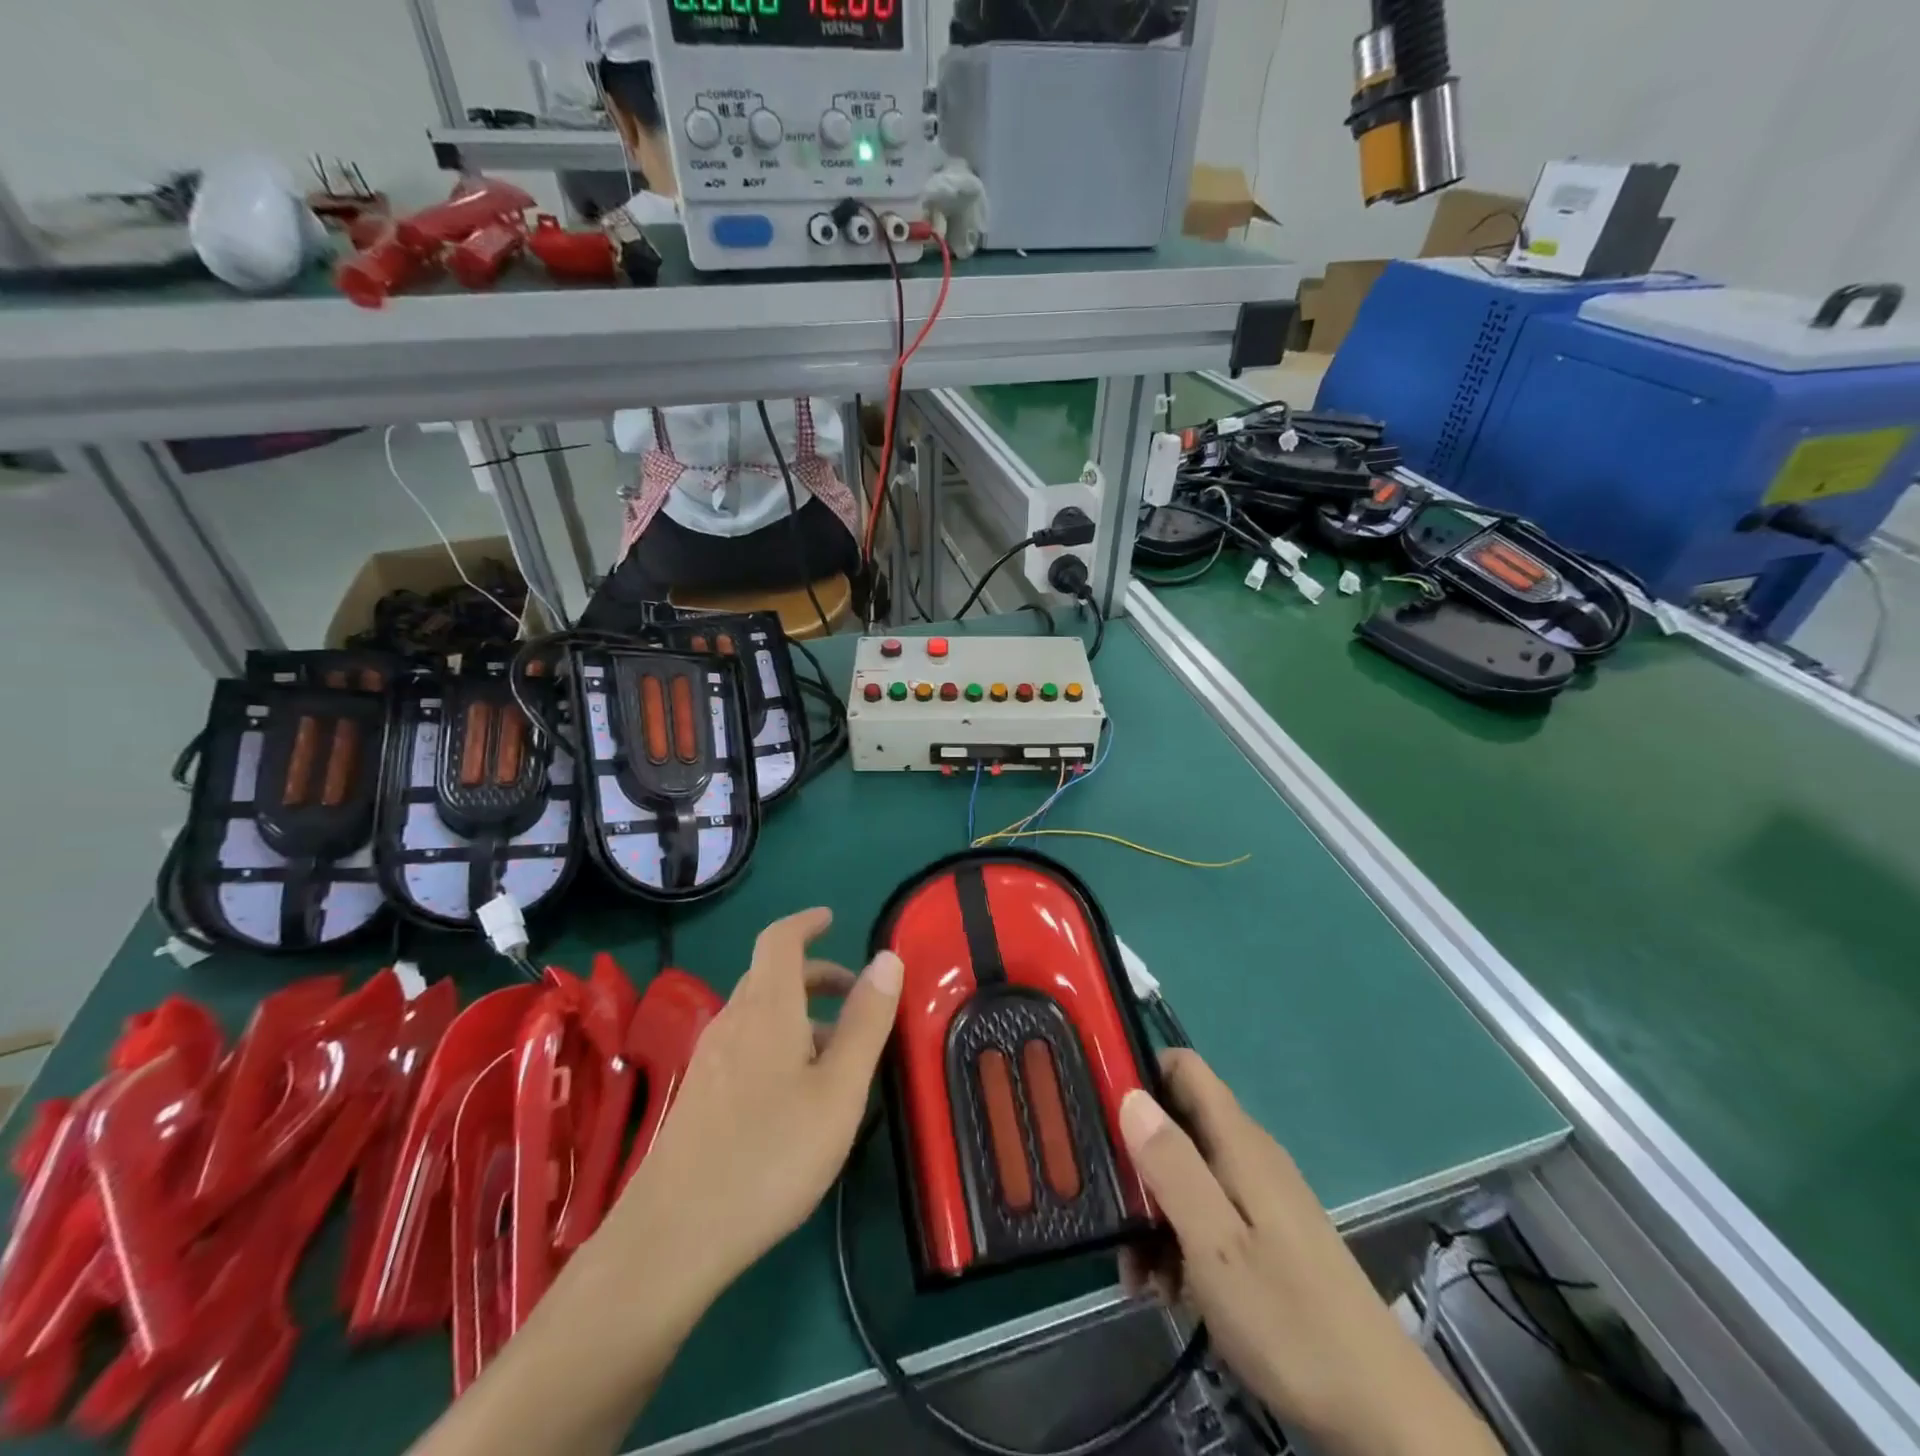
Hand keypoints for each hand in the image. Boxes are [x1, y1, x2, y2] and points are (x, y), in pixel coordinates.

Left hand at [598, 908, 903, 1311]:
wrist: (672, 1237)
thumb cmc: (770, 1156)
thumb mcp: (839, 1090)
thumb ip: (866, 1021)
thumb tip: (887, 958)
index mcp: (766, 1009)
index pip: (779, 939)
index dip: (805, 922)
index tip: (832, 919)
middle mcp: (732, 1022)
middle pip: (770, 975)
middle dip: (815, 973)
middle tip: (856, 994)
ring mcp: (709, 1059)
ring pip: (759, 1012)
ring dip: (799, 1012)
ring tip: (838, 1052)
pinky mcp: (698, 1095)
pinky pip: (745, 1043)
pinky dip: (778, 1040)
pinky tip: (796, 1092)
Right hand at [1118, 1050, 1497, 1455]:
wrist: (1380, 1412)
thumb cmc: (1289, 1319)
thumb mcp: (1215, 1243)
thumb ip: (1171, 1165)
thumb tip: (1129, 1094)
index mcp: (1238, 1142)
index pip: (1183, 1067)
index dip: (1139, 1070)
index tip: (1098, 1102)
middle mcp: (1248, 1155)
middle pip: (1177, 1123)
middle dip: (1137, 1159)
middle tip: (1110, 1211)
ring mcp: (1259, 1196)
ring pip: (1187, 1174)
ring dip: (1153, 1212)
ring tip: (1137, 1274)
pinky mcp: (1265, 1235)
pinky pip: (1207, 1213)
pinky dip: (1179, 1239)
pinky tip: (1168, 1289)